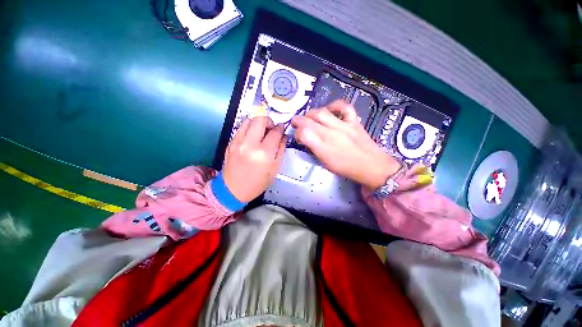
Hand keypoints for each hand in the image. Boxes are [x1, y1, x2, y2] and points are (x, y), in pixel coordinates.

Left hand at [223, 116, 286, 201]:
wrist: (233, 190)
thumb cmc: (257, 183)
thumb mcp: (274, 169)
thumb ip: (280, 150)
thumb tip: (283, 136)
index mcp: (264, 153)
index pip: (275, 132)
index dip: (280, 128)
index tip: (282, 128)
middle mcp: (250, 144)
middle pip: (260, 120)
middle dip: (269, 121)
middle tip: (271, 128)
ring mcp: (238, 142)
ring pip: (248, 120)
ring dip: (258, 122)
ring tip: (261, 131)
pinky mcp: (230, 143)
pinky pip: (241, 128)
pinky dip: (249, 128)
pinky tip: (252, 136)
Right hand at [291, 100, 400, 189]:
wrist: (371, 166)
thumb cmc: (346, 168)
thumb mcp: (326, 163)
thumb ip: (314, 149)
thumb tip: (307, 139)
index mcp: (323, 148)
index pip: (303, 133)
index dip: (297, 132)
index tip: (297, 135)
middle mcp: (331, 135)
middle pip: (309, 121)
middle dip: (299, 120)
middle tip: (296, 122)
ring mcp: (343, 126)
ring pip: (322, 113)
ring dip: (312, 113)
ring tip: (309, 116)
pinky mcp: (353, 121)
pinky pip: (344, 107)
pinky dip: (335, 105)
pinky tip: (330, 109)